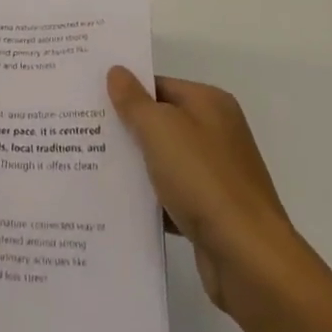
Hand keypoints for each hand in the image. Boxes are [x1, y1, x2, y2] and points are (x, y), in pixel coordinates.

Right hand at [107, 67, 310, 320]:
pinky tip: (117, 205)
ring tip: (89, 167)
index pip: (158, 85)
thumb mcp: (160, 129)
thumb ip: (134, 101)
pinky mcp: (212, 212)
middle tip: (81, 131)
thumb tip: (117, 71)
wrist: (249, 260)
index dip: (125, 91)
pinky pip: (171, 196)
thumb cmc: (203, 180)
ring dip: (135, 167)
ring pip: (164, 161)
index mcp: (210, 104)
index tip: (89, 100)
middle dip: (126, 129)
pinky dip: (150, 200)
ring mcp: (216, 175)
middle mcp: (216, 133)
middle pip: (160, 122)